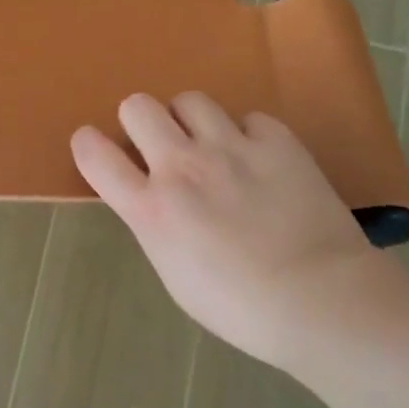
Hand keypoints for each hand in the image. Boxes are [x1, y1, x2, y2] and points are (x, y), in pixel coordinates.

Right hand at [71, 92, 397, 371]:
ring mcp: (231, 147)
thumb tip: (155, 201)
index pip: (94, 154)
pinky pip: (248, 118)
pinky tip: (260, 161)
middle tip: (160, 146)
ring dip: (190, 121)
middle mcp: (182, 166)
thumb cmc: (239, 307)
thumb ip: (156, 225)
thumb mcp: (174, 273)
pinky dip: (248, 136)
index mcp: (151, 208)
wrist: (320, 300)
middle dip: (141, 122)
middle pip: (138, 106)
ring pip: (190, 100)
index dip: (89, 144)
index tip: (97, 148)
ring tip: (210, 146)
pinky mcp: (276, 140)